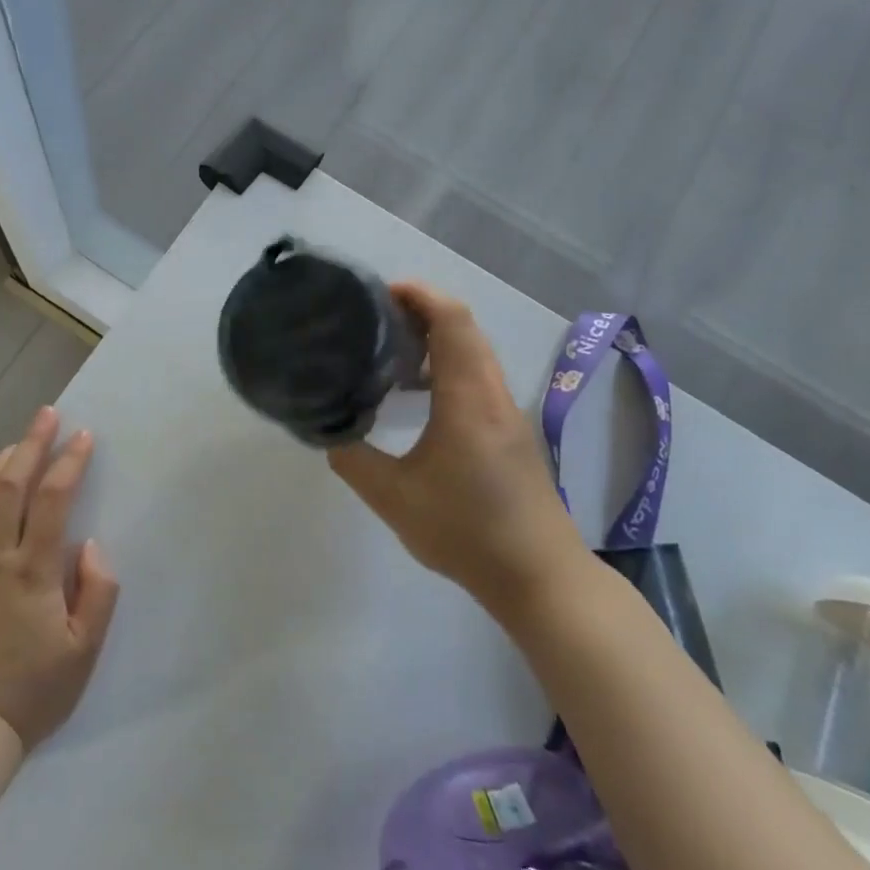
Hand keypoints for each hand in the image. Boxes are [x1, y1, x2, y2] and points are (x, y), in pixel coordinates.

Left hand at [0, 406, 119, 750]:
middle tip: (46, 415)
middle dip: (31, 443)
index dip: (70, 462)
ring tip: (12, 448)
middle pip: (9, 485)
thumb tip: (90, 545)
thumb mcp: (85, 651)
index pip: (54, 499)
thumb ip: (98, 591)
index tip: (83, 437)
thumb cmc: (32, 694)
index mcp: (33, 571)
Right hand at [328, 282, 585, 623]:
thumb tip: (329, 431)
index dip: (419, 295)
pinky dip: (448, 365)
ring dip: (437, 338)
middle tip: (375, 317)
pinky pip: (479, 376)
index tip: (380, 292)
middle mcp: (493, 394)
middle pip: (465, 327)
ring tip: (391, 350)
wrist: (540, 577)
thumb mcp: (394, 498)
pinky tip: (420, 396)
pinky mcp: (512, 432)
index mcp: (468, 398)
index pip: (451, 320)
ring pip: (474, 352)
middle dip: (422, 310)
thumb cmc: (467, 532)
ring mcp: (507, 413)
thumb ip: (354, 459)